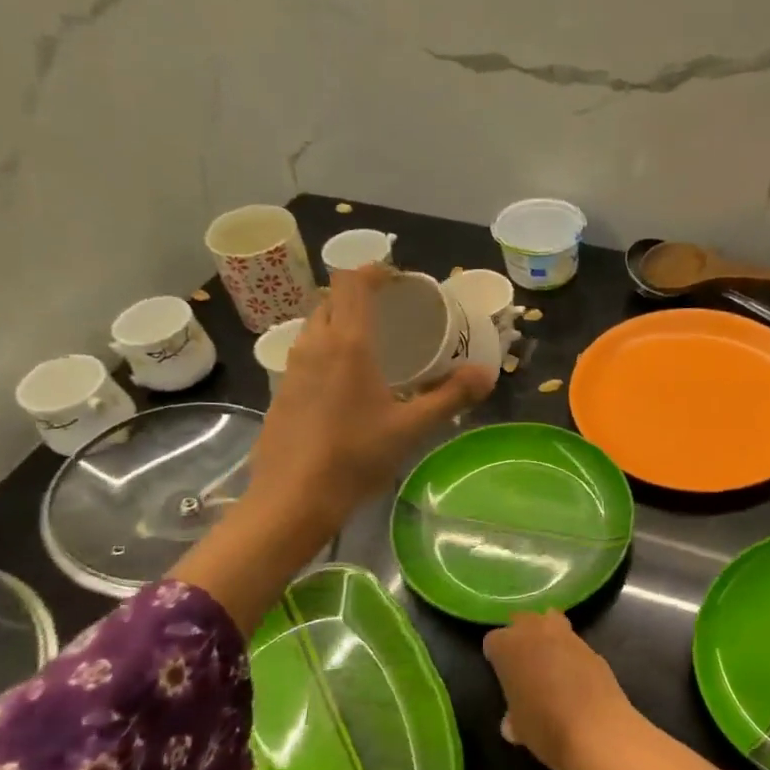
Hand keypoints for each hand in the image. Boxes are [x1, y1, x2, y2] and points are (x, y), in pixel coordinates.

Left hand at [246, 263, 494, 527]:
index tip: (400, 280)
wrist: (292, 498)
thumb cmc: (355, 457)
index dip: (375, 271)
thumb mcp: (411, 428)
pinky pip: (306, 352)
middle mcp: (315, 345)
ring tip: (372, 344)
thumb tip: (488, 374)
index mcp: (348, 344)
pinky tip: (346, 382)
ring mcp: (292, 368)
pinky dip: (327, 349)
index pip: (353, 282)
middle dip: (359, 295)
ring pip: (316, 325)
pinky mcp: (281, 391)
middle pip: (332, 299)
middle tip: (392, 312)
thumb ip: (451, 397)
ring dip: (341, 321)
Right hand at [483, 612, 633, 769]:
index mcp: (509, 647)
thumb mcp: (518, 727)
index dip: (496, 656)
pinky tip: (576, 679)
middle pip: (523, 620)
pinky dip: (572, 656)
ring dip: (549, 638)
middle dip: (522, 636)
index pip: (493, 641)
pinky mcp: (593, 649)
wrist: (596, 730)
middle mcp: (537, 632)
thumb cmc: (544, 727)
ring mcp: (569, 637)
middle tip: (523, 662)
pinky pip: (576, 646)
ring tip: (550, 665)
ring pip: (552, 622)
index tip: (501, 673)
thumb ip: (513, 716)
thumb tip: (513, 721)